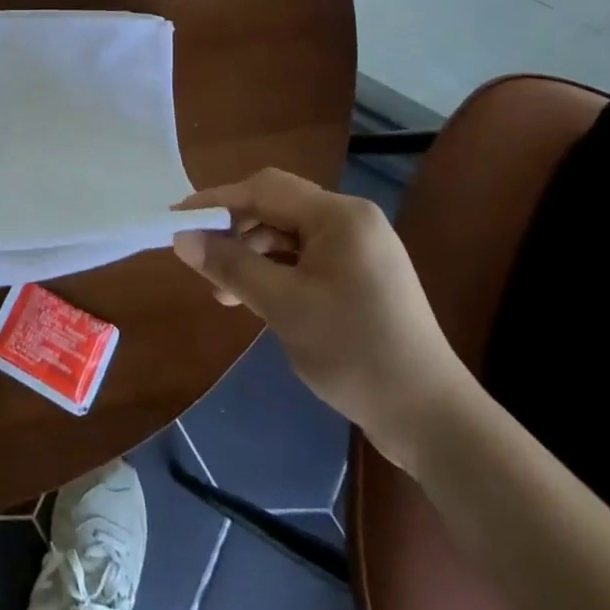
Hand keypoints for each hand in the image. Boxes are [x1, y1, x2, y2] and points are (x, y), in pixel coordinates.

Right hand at [173, 171, 472, 472]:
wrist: (433, 421)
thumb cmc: (355, 353)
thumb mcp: (283, 307)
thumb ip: (231, 265)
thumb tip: (182, 239)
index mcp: (340, 215)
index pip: (263, 189)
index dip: (215, 200)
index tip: (177, 219)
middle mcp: (352, 220)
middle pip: (275, 207)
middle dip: (233, 230)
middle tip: (200, 260)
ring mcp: (361, 248)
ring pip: (288, 233)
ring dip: (252, 254)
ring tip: (224, 293)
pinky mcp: (363, 275)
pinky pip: (306, 256)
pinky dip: (276, 270)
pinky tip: (257, 297)